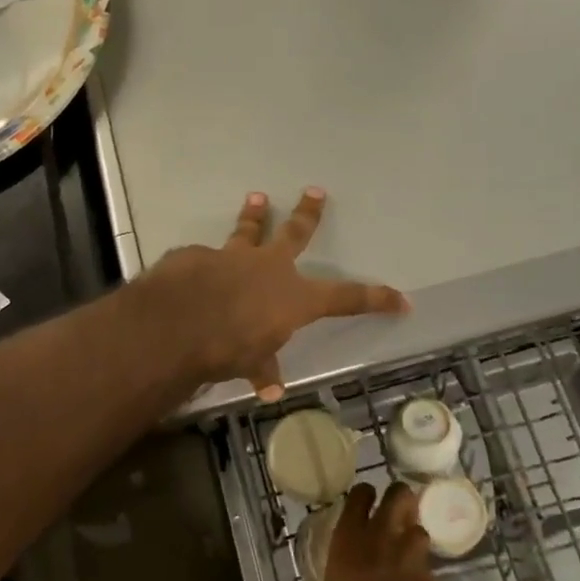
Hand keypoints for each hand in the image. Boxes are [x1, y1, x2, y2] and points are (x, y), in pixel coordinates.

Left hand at [146, 188, 407, 401]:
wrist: (178, 321)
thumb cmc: (227, 347)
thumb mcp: (251, 363)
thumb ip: (262, 367)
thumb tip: (270, 388)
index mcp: (294, 297)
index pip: (347, 298)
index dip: (375, 299)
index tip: (401, 298)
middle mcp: (269, 268)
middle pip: (296, 234)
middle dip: (308, 214)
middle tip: (314, 192)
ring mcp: (233, 256)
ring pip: (248, 230)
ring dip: (254, 215)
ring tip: (257, 198)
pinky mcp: (199, 255)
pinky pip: (205, 258)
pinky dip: (204, 264)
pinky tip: (194, 270)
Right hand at [312, 482, 437, 580]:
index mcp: (350, 537)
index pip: (360, 494)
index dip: (364, 493)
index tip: (365, 498)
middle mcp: (382, 535)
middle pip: (399, 494)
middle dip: (399, 497)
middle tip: (394, 509)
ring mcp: (410, 555)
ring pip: (419, 527)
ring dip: (413, 535)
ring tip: (406, 548)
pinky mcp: (430, 577)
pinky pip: (427, 562)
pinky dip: (421, 567)